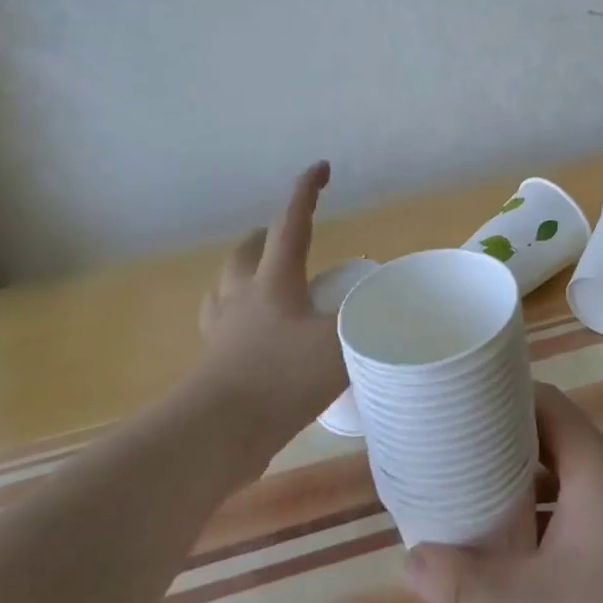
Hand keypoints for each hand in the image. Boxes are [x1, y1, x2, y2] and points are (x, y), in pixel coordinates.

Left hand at [194, 161, 343, 444]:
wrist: (216, 434)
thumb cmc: (280, 378)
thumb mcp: (339, 344)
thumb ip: (368, 321)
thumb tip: (390, 304)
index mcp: (274, 281)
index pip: (292, 224)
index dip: (306, 193)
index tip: (320, 167)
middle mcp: (242, 298)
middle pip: (245, 253)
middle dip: (265, 236)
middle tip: (283, 235)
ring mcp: (222, 332)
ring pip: (225, 288)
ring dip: (242, 275)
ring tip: (261, 281)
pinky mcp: (212, 366)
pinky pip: (221, 328)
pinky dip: (236, 320)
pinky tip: (252, 338)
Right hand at [401, 384, 602, 602]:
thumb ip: (465, 582)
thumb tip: (409, 560)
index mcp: (596, 464)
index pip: (544, 402)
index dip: (501, 397)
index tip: (459, 406)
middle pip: (553, 439)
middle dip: (504, 447)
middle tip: (454, 457)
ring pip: (570, 480)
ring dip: (527, 489)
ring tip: (476, 501)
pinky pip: (587, 512)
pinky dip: (552, 519)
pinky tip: (522, 554)